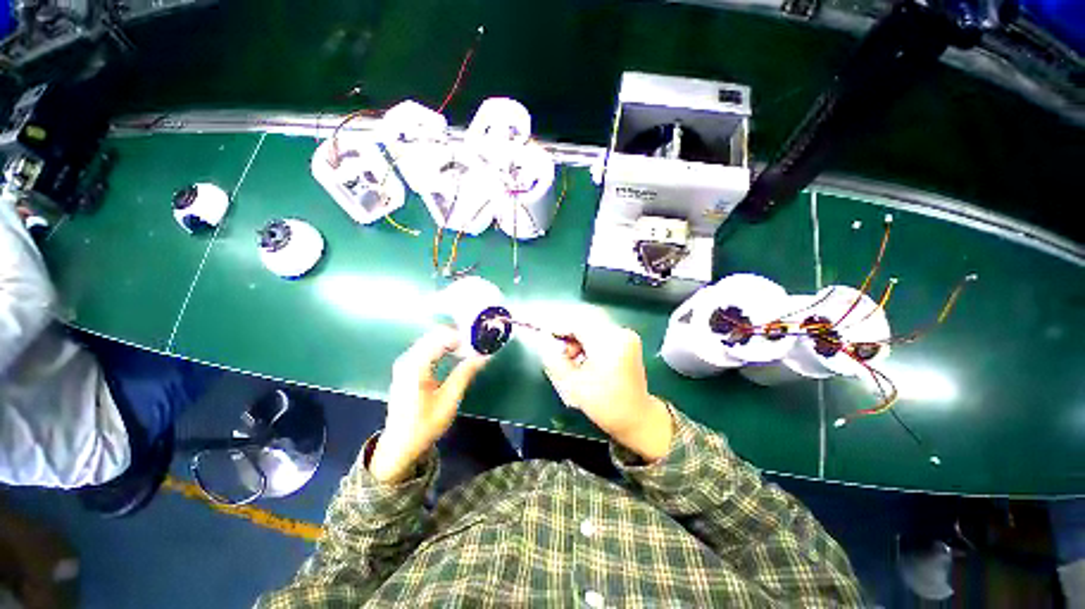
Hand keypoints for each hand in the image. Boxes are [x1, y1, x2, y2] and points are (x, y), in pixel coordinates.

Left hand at [369, 327, 488, 482]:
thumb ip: (465, 373)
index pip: (441, 337)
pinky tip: (456, 354)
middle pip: (436, 335)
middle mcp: (408, 359)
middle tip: (477, 345)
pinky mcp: (407, 367)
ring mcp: (406, 362)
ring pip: (432, 339)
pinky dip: (444, 347)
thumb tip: (483, 356)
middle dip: (458, 337)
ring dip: (452, 341)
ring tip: (471, 349)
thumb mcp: (449, 400)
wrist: (399, 446)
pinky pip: (428, 348)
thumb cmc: (424, 425)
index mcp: (415, 365)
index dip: (463, 337)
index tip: (480, 344)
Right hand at [542, 323, 672, 461]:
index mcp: (608, 342)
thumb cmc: (605, 404)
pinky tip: (583, 357)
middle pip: (585, 322)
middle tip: (556, 348)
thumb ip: (555, 360)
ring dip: (577, 337)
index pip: (576, 323)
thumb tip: (544, 342)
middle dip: (567, 332)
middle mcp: (620, 333)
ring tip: (571, 358)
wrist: (637, 418)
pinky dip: (588, 341)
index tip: (543, 333)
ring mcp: (626, 335)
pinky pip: (601, 332)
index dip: (557, 326)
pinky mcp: (628, 341)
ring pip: (592, 326)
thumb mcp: (573, 384)